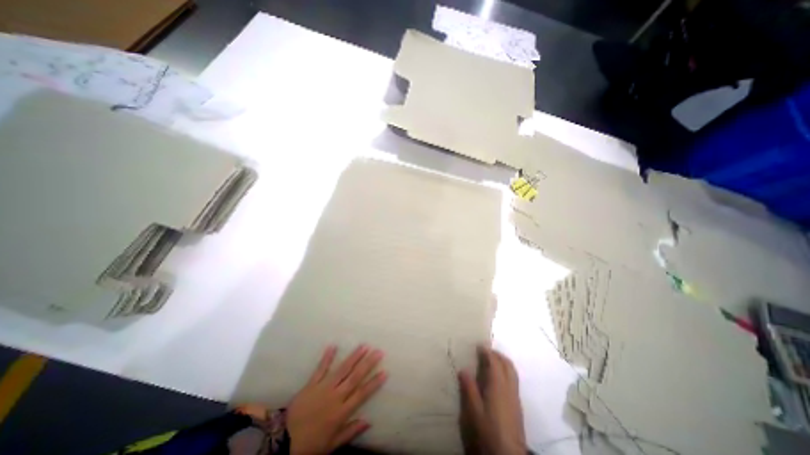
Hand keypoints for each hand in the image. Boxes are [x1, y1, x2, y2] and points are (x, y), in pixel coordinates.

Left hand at [286, 345, 386, 453]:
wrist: (282, 441)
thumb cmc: (310, 445)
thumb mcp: (332, 445)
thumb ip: (350, 432)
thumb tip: (369, 421)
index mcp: (341, 412)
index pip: (361, 394)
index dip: (374, 383)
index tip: (385, 371)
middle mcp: (335, 396)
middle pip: (354, 377)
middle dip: (368, 364)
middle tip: (378, 352)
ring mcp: (323, 388)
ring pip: (342, 370)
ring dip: (353, 357)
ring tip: (364, 346)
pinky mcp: (311, 384)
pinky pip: (320, 369)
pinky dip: (327, 357)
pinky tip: (333, 346)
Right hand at [459, 345, 528, 454]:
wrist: (508, 454)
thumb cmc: (489, 429)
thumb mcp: (474, 410)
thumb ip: (469, 388)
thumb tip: (463, 370)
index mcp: (498, 385)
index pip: (494, 362)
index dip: (487, 352)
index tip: (479, 345)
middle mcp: (509, 387)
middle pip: (507, 364)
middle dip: (497, 354)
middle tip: (486, 351)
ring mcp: (515, 396)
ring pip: (512, 371)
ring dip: (503, 362)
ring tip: (492, 361)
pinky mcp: (517, 404)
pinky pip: (513, 379)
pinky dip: (506, 371)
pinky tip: (498, 379)